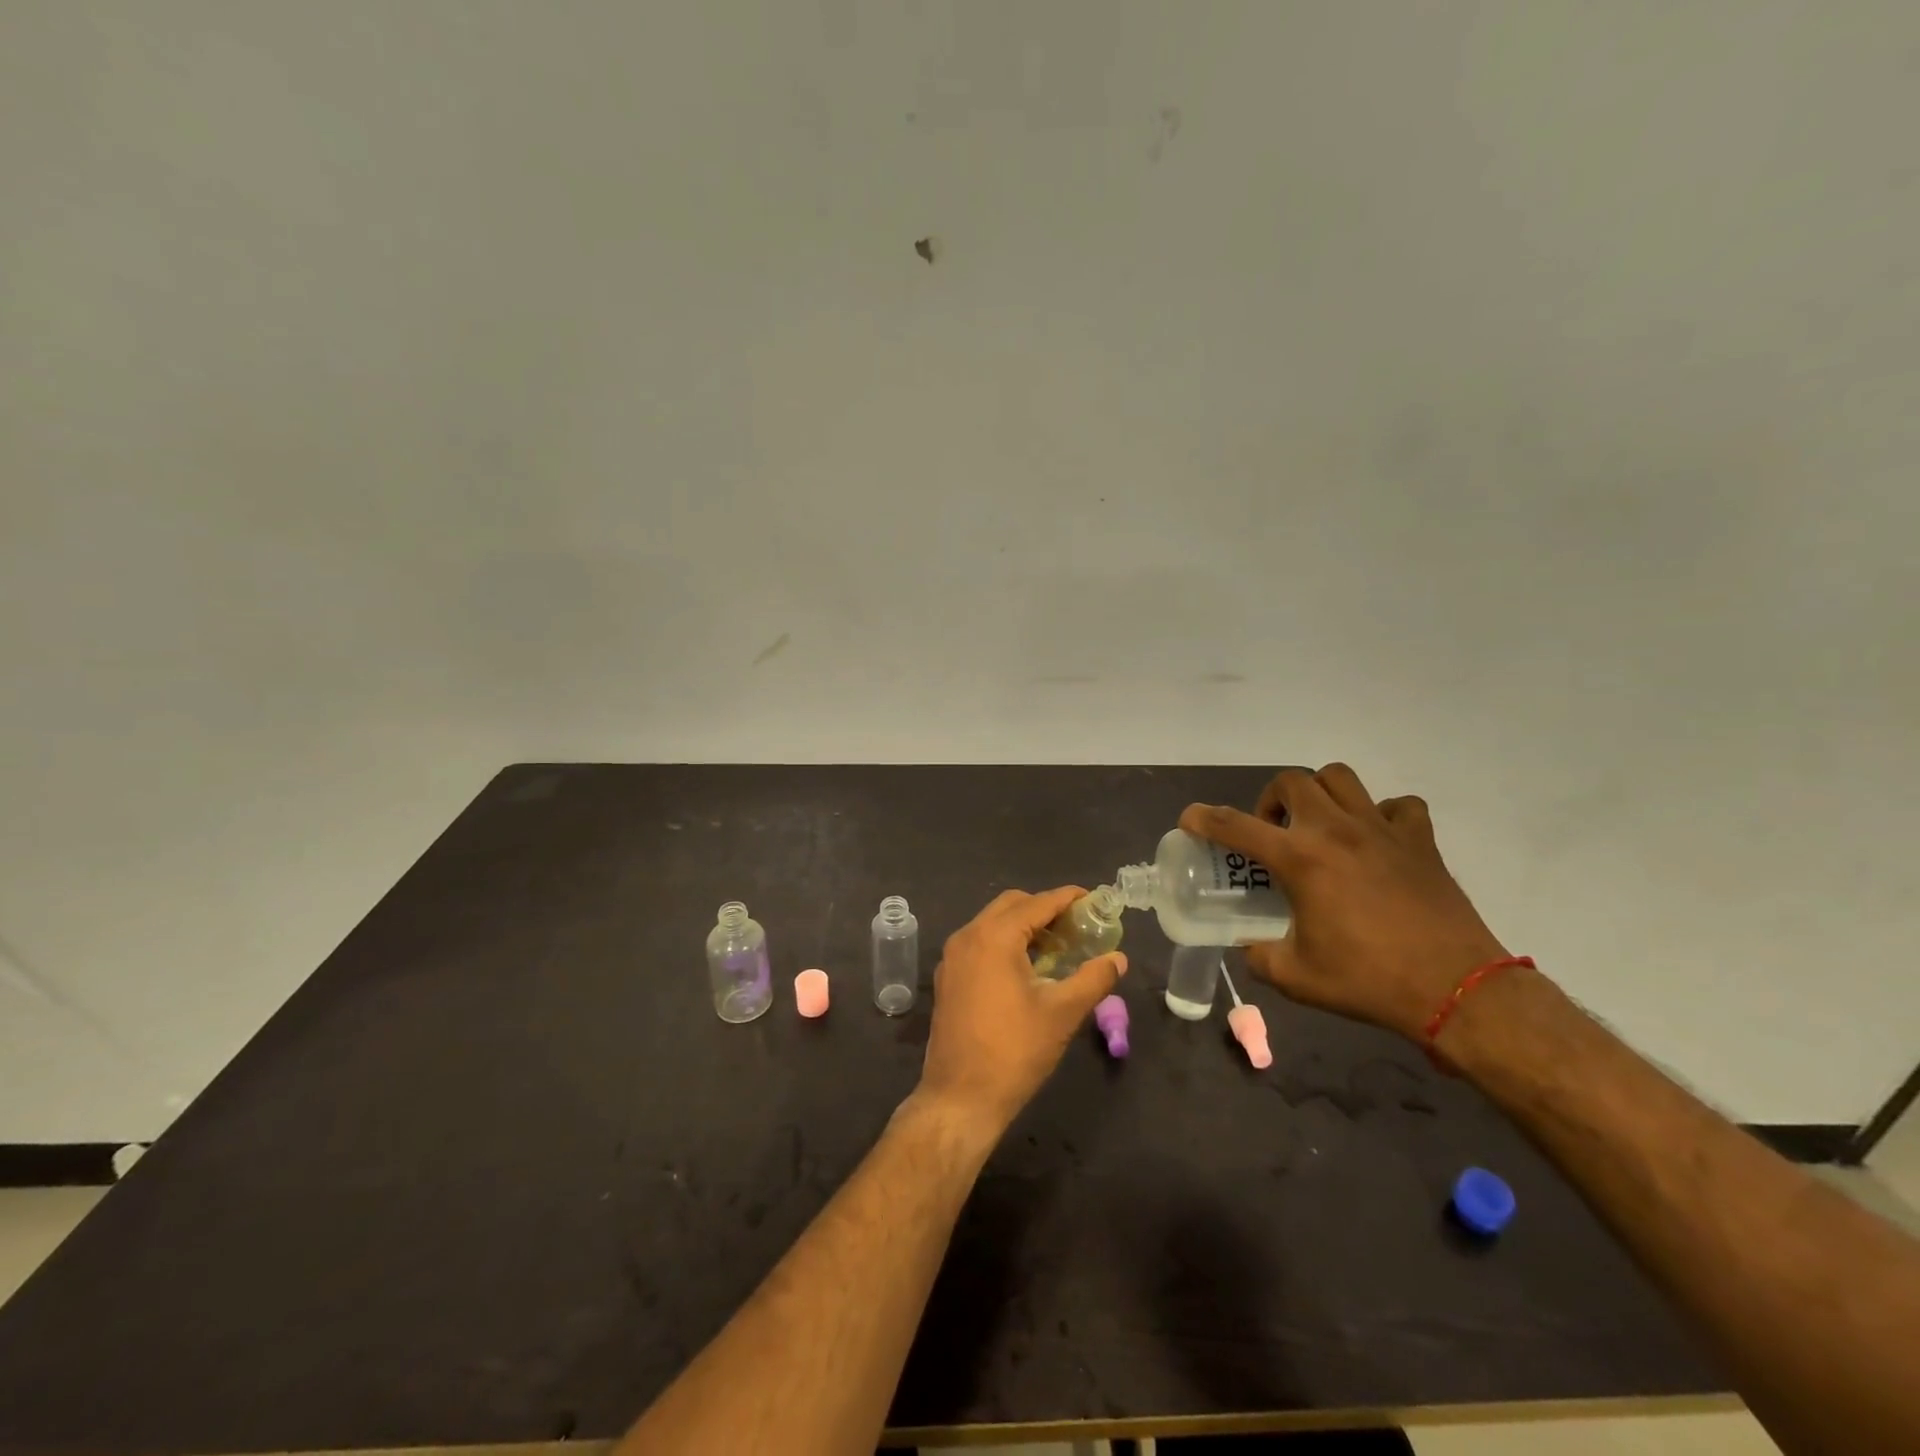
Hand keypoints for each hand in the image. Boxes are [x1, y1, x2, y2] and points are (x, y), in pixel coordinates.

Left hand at [917, 886, 1127, 1135]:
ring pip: (992, 923)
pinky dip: (1004, 943)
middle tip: (1077, 926)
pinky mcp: (947, 977)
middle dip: (1044, 909)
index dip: (1067, 898)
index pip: (1036, 904)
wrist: (960, 1097)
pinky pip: (979, 943)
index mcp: (994, 937)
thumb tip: (1119, 958)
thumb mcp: (1062, 1013)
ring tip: (1057, 947)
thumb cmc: (1014, 1051)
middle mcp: (968, 936)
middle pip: (1011, 905)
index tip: (1093, 899)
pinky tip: (1027, 968)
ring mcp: (952, 957)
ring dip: (1024, 926)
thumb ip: (1094, 979)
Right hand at [1180, 764, 1505, 1042]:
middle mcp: (1335, 830)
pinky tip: (1376, 841)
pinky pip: (1398, 806)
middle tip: (1273, 832)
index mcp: (1299, 859)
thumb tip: (1250, 947)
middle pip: (1290, 782)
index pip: (1235, 825)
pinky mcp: (1420, 841)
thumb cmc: (1368, 981)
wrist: (1456, 990)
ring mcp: (1381, 829)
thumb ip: (1260, 955)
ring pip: (1340, 778)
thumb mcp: (1296, 976)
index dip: (1203, 818)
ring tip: (1318, 825)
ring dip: (1319, 794)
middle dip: (1270, 800)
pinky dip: (1382, 814)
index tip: (1190, 819)